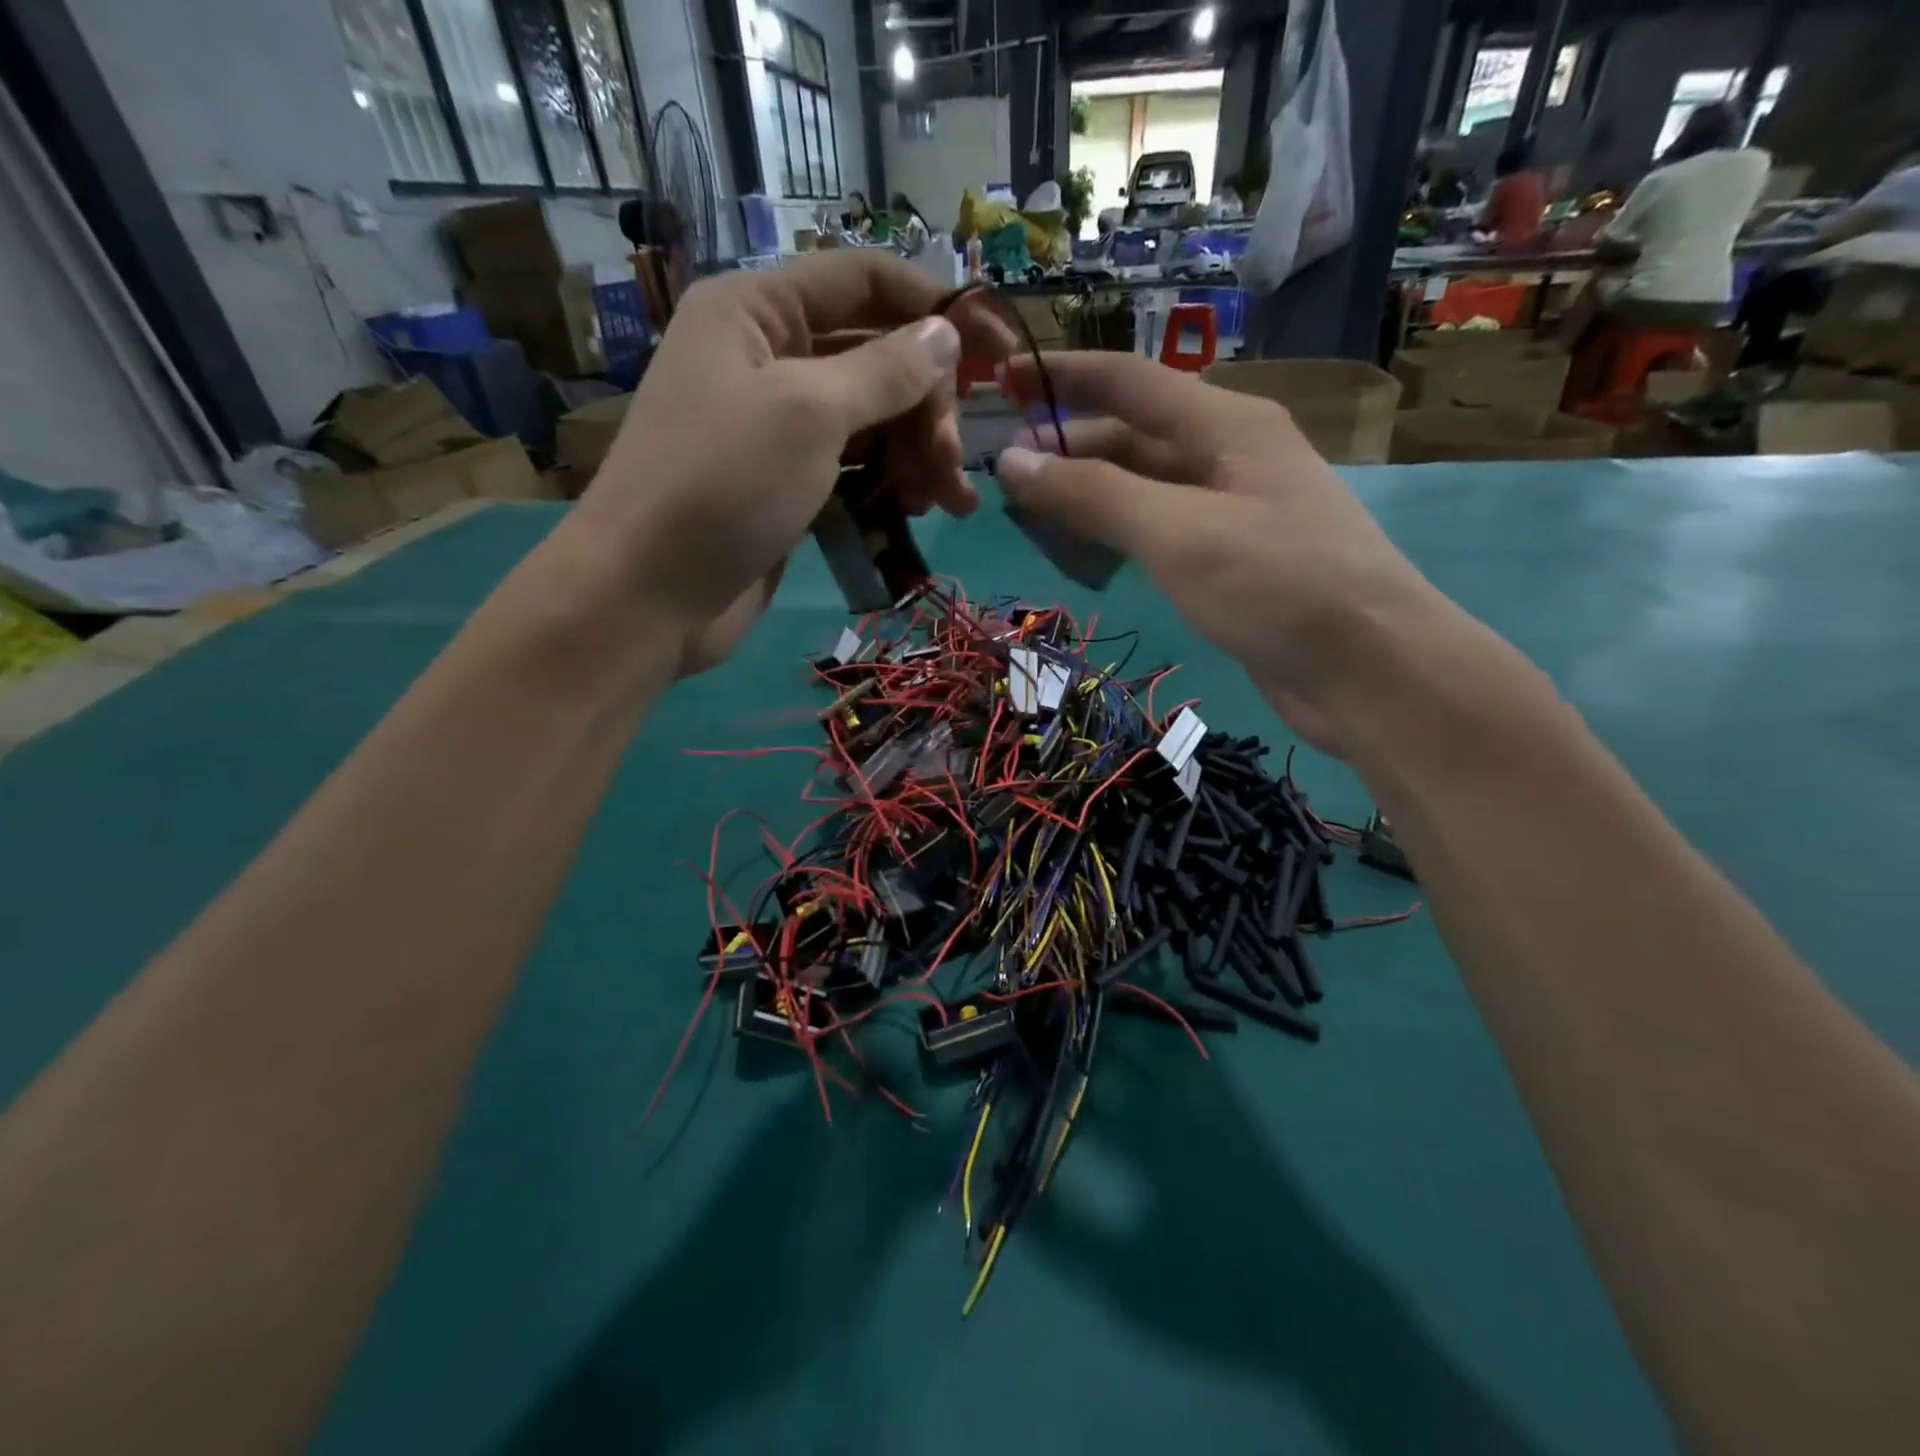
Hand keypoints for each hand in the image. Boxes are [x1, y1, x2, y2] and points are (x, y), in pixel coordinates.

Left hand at [570, 253, 1005, 671]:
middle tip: (955, 459)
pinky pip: (854, 468)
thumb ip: (885, 370)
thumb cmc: (722, 486)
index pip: (863, 282)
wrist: (648, 596)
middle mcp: (766, 357)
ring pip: (870, 420)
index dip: (935, 307)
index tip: (1000, 349)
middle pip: (874, 357)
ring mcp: (776, 427)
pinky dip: (890, 484)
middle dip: (926, 404)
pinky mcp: (786, 486)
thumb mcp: (809, 413)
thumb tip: (946, 334)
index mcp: (757, 311)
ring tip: (950, 499)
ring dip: (918, 452)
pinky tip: (919, 511)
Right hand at [994, 353, 1445, 753]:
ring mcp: (1233, 510)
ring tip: (1030, 518)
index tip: (1002, 379)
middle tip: (1003, 474)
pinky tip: (1088, 554)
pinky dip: (1118, 536)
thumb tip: (1012, 460)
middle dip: (1069, 448)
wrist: (1369, 668)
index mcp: (1226, 424)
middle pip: (1134, 437)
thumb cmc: (1276, 584)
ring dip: (1089, 497)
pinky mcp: (1232, 561)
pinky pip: (1160, 532)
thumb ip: (1092, 495)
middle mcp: (1230, 456)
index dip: (1062, 377)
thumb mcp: (1177, 532)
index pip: (1130, 381)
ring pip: (1145, 488)